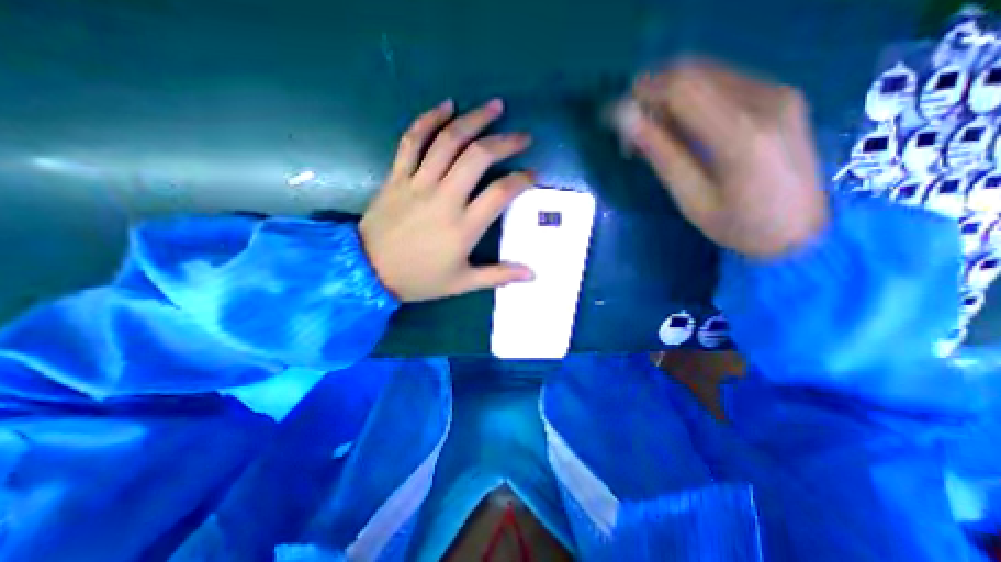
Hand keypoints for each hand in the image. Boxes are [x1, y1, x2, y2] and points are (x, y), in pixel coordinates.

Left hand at [359, 101, 531, 303]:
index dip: (521, 180)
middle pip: (478, 157)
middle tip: (522, 136)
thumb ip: (498, 275)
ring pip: (448, 141)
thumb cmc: (420, 279)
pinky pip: (412, 140)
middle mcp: (444, 198)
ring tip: (494, 107)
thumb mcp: (462, 283)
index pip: (500, 193)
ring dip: (473, 119)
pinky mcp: (397, 176)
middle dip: (505, 142)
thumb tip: (532, 274)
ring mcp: (418, 183)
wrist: (368, 272)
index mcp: (463, 227)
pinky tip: (446, 106)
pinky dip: (428, 119)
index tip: (532, 175)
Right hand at [610, 57, 830, 256]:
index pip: (681, 89)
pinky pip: (725, 82)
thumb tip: (628, 122)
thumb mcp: (691, 199)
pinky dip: (693, 96)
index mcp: (740, 135)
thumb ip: (662, 155)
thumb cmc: (738, 226)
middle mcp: (765, 101)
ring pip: (708, 73)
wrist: (801, 231)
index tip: (615, 113)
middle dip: (653, 92)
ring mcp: (779, 93)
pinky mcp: (781, 96)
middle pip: (694, 73)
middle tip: (631, 124)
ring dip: (671, 94)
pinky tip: (680, 123)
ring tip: (651, 127)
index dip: (642, 94)